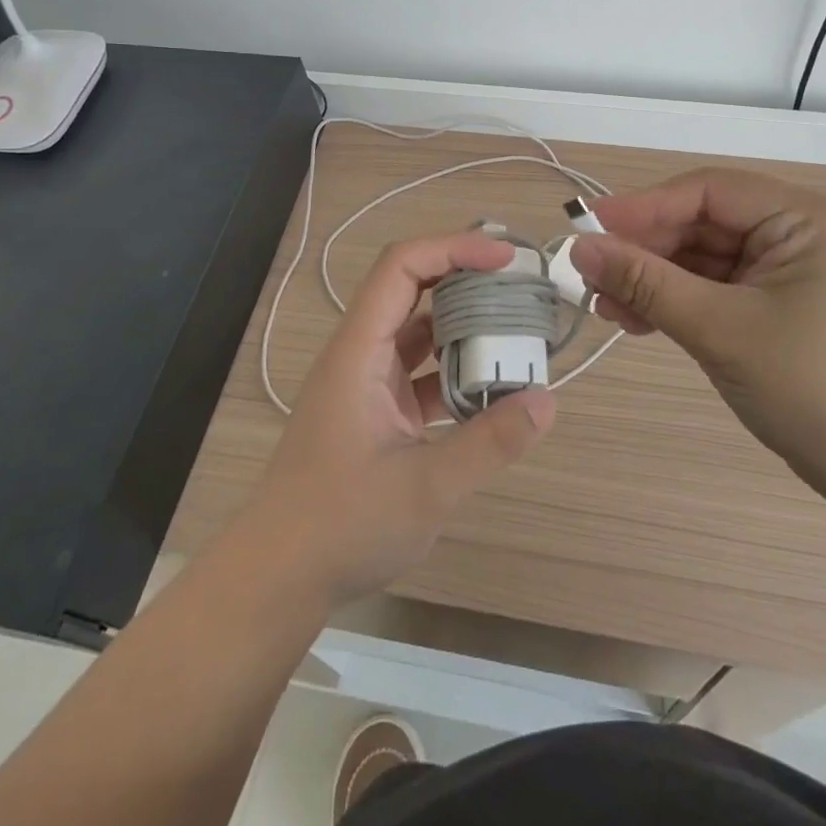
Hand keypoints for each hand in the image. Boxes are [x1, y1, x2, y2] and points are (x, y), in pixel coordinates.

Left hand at [245, 232, 555, 607]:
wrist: (278, 576)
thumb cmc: (340, 525)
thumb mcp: (425, 488)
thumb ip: (488, 443)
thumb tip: (547, 401)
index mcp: (359, 351)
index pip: (402, 267)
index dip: (453, 249)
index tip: (504, 259)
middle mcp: (361, 353)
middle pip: (412, 288)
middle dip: (466, 278)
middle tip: (520, 285)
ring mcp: (367, 381)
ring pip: (419, 330)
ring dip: (464, 325)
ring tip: (516, 327)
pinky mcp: (376, 409)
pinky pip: (421, 369)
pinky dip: (456, 368)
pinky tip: (492, 386)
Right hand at [569, 168, 825, 509]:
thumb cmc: (814, 390)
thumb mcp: (720, 329)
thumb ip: (646, 283)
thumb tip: (579, 249)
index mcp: (804, 218)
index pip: (708, 191)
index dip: (644, 207)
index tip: (587, 229)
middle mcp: (798, 232)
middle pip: (702, 223)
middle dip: (645, 250)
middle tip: (589, 276)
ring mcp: (787, 270)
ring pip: (702, 258)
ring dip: (653, 279)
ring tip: (603, 305)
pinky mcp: (776, 305)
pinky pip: (713, 288)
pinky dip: (675, 301)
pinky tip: (635, 318)